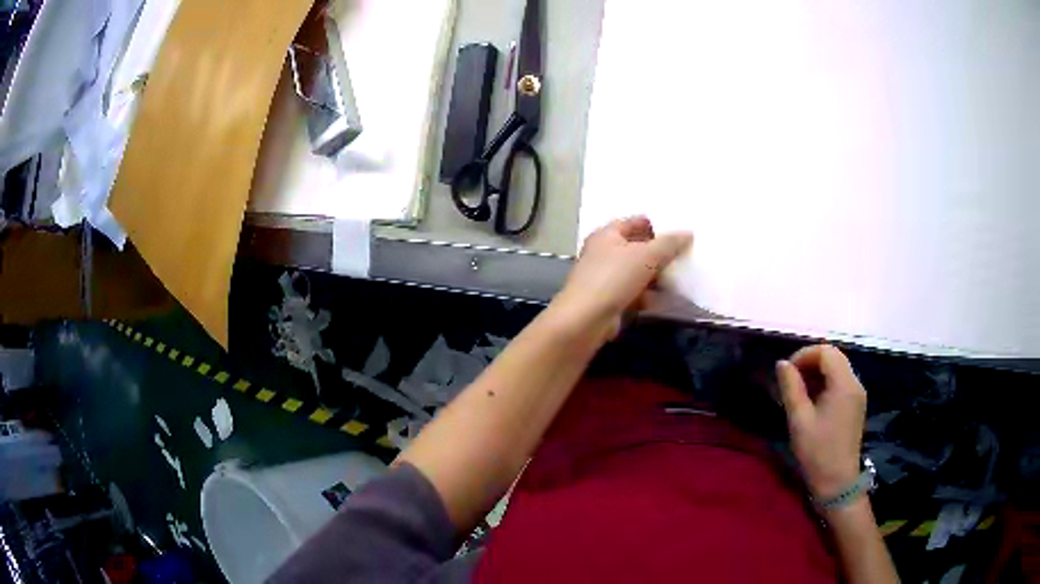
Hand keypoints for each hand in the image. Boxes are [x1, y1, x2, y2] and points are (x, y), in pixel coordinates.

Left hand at [554, 216, 692, 338]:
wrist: (587, 319)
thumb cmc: (614, 278)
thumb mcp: (646, 256)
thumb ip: (669, 244)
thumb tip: (688, 233)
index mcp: (607, 235)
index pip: (633, 222)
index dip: (655, 225)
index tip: (678, 231)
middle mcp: (603, 253)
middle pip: (636, 248)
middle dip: (659, 252)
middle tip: (685, 254)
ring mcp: (605, 278)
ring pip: (637, 272)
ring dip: (656, 276)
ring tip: (682, 276)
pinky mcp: (609, 300)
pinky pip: (634, 292)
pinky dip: (649, 295)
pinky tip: (668, 299)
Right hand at [776, 345, 866, 499]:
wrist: (837, 482)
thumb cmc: (817, 452)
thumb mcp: (799, 420)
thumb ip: (791, 387)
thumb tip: (782, 364)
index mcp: (844, 384)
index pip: (826, 352)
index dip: (804, 355)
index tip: (786, 372)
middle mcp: (855, 383)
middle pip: (833, 357)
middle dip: (810, 362)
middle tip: (790, 380)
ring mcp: (857, 394)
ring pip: (837, 368)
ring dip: (817, 372)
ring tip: (797, 391)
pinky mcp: (855, 405)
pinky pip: (840, 382)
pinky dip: (825, 383)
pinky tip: (811, 401)